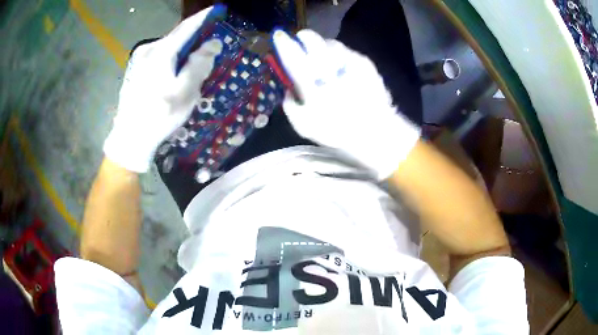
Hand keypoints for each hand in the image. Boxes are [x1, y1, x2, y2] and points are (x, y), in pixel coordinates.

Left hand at [103, 6, 223, 172]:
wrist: (130, 138)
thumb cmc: (159, 115)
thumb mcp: (185, 92)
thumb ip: (199, 64)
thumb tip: (212, 43)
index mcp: (161, 52)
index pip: (187, 27)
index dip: (204, 18)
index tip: (217, 9)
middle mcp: (148, 50)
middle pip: (177, 37)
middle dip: (194, 38)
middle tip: (209, 45)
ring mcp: (139, 60)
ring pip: (168, 48)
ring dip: (183, 51)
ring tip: (193, 63)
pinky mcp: (136, 69)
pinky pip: (159, 57)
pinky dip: (171, 59)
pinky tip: (175, 73)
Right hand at [273, 29, 420, 179]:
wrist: (376, 134)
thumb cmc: (337, 133)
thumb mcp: (304, 126)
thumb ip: (290, 105)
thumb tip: (288, 88)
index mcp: (312, 85)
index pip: (292, 56)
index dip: (284, 43)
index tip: (280, 36)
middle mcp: (330, 70)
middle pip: (313, 41)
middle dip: (304, 37)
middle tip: (302, 39)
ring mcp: (350, 64)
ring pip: (331, 44)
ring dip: (324, 45)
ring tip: (324, 55)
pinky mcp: (365, 64)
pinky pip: (348, 52)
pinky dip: (341, 55)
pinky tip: (343, 66)